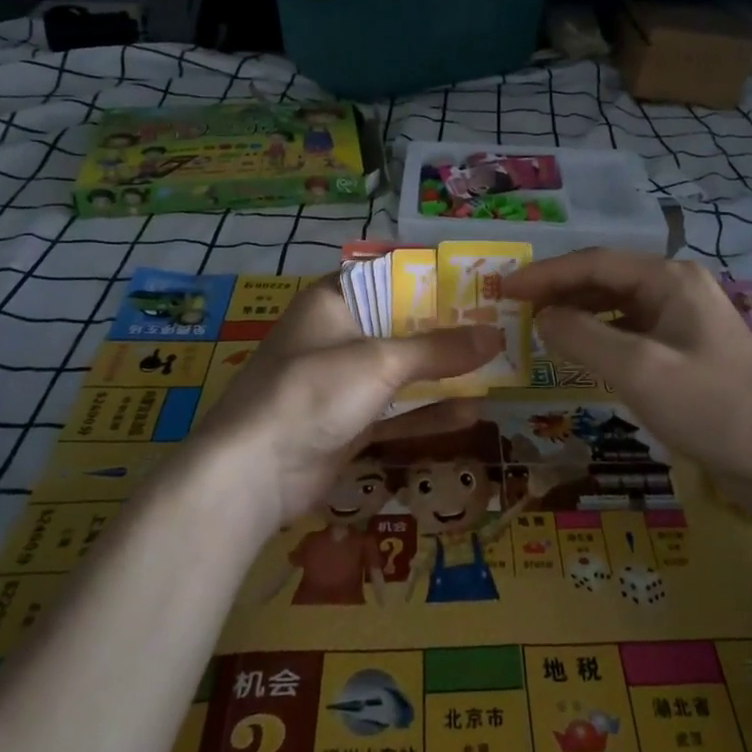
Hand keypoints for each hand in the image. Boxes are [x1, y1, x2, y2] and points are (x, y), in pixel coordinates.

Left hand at [194, 278, 499, 532]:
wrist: (252, 474)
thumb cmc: (313, 392)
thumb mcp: (380, 362)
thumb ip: (439, 349)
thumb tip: (496, 335)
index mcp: (335, 302)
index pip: (390, 277)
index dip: (433, 279)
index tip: (478, 283)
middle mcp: (339, 336)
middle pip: (402, 326)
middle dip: (448, 332)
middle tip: (499, 328)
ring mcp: (343, 383)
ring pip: (403, 372)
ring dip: (444, 375)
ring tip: (496, 371)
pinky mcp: (348, 424)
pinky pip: (397, 411)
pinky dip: (428, 412)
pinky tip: (471, 414)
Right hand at [502, 250, 751, 493]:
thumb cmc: (709, 408)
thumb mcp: (638, 370)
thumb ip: (583, 336)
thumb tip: (542, 316)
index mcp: (671, 278)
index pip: (595, 263)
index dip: (546, 274)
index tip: (506, 290)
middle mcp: (679, 286)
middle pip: (607, 278)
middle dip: (560, 290)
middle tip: (516, 308)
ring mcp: (687, 316)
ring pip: (619, 303)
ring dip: (579, 311)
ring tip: (540, 326)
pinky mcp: (689, 347)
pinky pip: (633, 327)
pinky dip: (602, 333)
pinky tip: (582, 349)